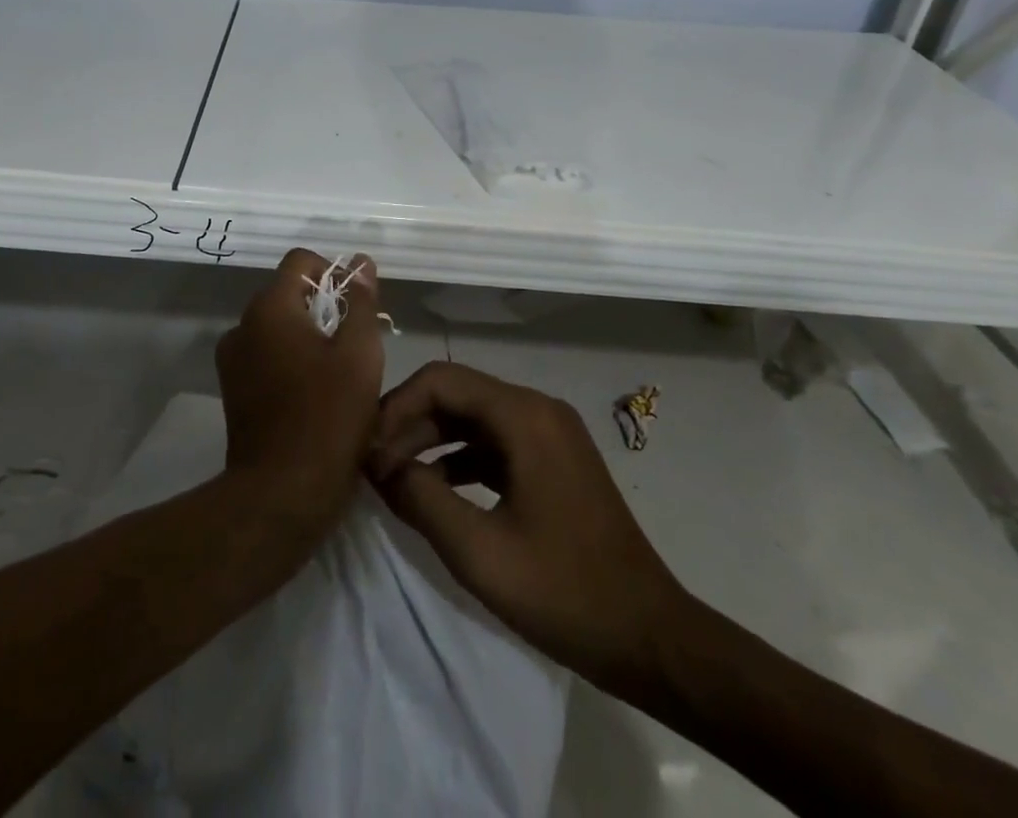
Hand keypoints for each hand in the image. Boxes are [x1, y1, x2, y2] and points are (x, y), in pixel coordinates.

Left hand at [216, 248, 386, 533]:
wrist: (281, 495)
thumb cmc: (328, 418)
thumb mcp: (360, 355)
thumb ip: (361, 302)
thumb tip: (360, 263)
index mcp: (269, 308)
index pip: (300, 262)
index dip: (333, 272)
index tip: (358, 304)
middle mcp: (242, 326)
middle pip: (287, 294)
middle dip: (324, 307)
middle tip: (357, 342)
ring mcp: (233, 360)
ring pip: (277, 327)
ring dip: (307, 336)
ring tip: (339, 371)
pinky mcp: (233, 390)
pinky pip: (266, 356)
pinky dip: (290, 361)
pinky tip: (315, 392)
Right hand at [368, 362, 695, 697]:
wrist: (651, 638)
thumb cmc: (564, 592)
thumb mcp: (479, 551)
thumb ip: (420, 499)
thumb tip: (378, 466)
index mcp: (523, 415)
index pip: (440, 380)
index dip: (396, 407)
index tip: (366, 449)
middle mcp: (537, 409)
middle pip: (456, 394)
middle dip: (409, 424)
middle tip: (372, 466)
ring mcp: (549, 434)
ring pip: (473, 418)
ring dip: (430, 441)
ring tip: (393, 478)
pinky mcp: (553, 460)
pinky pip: (494, 442)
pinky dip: (459, 458)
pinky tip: (432, 490)